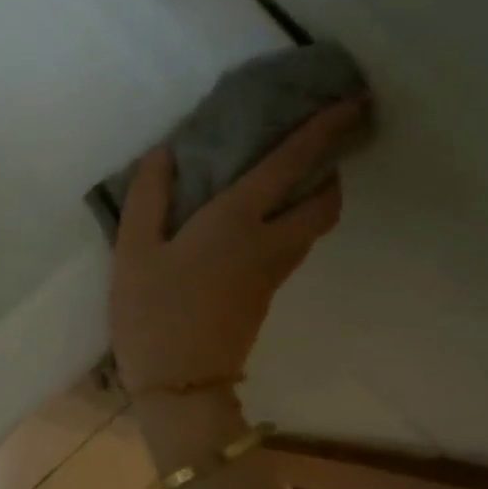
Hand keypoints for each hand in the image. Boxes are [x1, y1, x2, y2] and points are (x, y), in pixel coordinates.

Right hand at [110, 98, 363, 397]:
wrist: (180, 384)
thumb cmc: (152, 312)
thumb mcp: (134, 251)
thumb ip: (148, 198)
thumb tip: (163, 154)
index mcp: (235, 222)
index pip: (290, 165)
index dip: (323, 130)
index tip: (353, 104)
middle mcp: (267, 242)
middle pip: (324, 203)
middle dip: (333, 170)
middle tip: (319, 148)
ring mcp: (272, 273)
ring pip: (313, 228)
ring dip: (316, 198)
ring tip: (291, 179)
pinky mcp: (265, 295)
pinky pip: (293, 246)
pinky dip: (293, 222)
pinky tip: (259, 221)